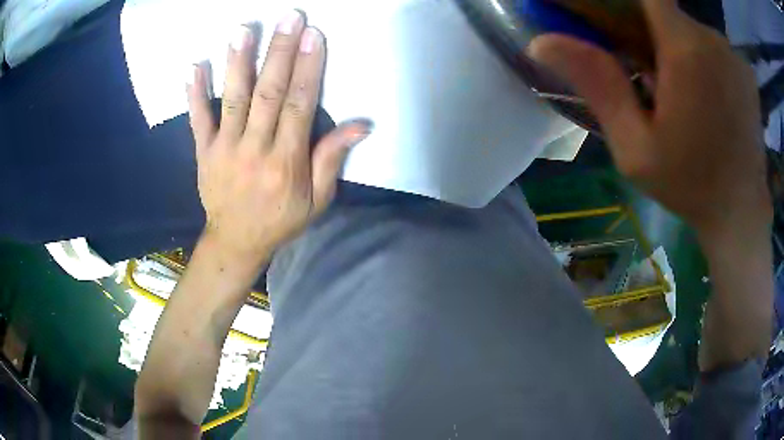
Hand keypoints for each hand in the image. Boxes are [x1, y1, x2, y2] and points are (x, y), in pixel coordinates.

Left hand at [186, 12, 371, 265]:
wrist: (236, 241)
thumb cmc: (281, 219)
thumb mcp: (317, 200)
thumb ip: (332, 159)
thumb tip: (360, 125)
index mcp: (286, 162)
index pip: (299, 105)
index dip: (308, 68)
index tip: (313, 35)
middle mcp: (255, 149)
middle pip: (268, 93)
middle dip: (280, 53)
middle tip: (288, 18)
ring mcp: (225, 149)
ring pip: (233, 100)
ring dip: (237, 62)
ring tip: (243, 30)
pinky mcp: (204, 152)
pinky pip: (198, 120)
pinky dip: (194, 93)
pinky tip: (195, 66)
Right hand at [529, 0, 770, 244]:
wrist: (741, 216)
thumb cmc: (690, 186)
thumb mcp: (635, 147)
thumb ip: (598, 85)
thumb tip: (541, 41)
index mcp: (686, 50)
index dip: (626, 2)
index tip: (618, 28)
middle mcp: (713, 40)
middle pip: (668, 12)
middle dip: (651, 32)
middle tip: (648, 74)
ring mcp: (734, 56)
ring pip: (692, 29)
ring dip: (678, 48)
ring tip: (680, 92)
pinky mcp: (746, 72)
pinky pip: (714, 47)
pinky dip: (703, 59)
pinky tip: (705, 96)